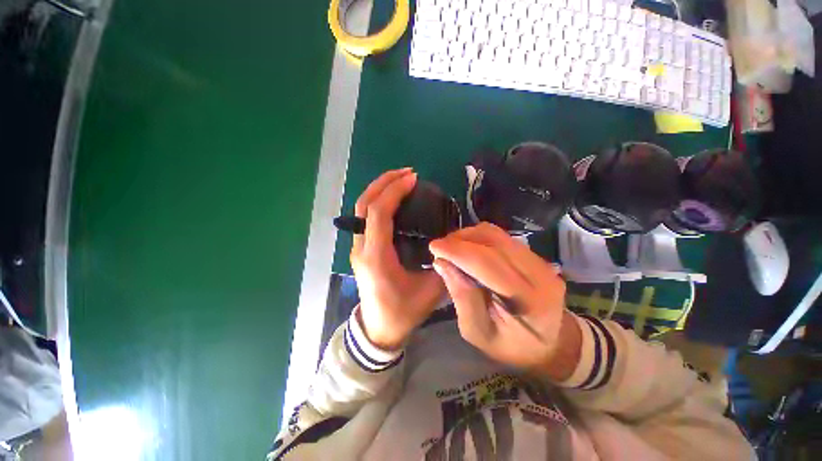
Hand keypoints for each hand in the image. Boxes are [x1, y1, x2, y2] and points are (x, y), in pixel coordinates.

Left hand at [350, 168, 446, 350]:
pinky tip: (394, 199)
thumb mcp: (430, 291)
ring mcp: (358, 247)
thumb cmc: (403, 312)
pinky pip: (365, 217)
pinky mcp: (361, 248)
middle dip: (384, 183)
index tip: (413, 179)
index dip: (394, 191)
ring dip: (380, 189)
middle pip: (364, 205)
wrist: (379, 329)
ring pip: (361, 209)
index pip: (378, 213)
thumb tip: (452, 241)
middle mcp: (361, 248)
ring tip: (401, 179)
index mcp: (376, 257)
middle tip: (407, 173)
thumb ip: (442, 264)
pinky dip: (378, 201)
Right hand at [429, 223, 580, 380]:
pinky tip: (468, 248)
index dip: (457, 251)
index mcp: (528, 300)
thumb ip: (462, 297)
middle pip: (493, 241)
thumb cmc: (511, 346)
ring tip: (452, 248)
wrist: (550, 344)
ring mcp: (540, 261)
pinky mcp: (535, 256)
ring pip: (497, 234)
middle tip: (440, 248)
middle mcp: (539, 274)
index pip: (487, 262)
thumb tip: (442, 264)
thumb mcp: (478, 333)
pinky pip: (502, 237)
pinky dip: (479, 238)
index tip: (433, 247)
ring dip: (468, 236)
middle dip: (459, 240)